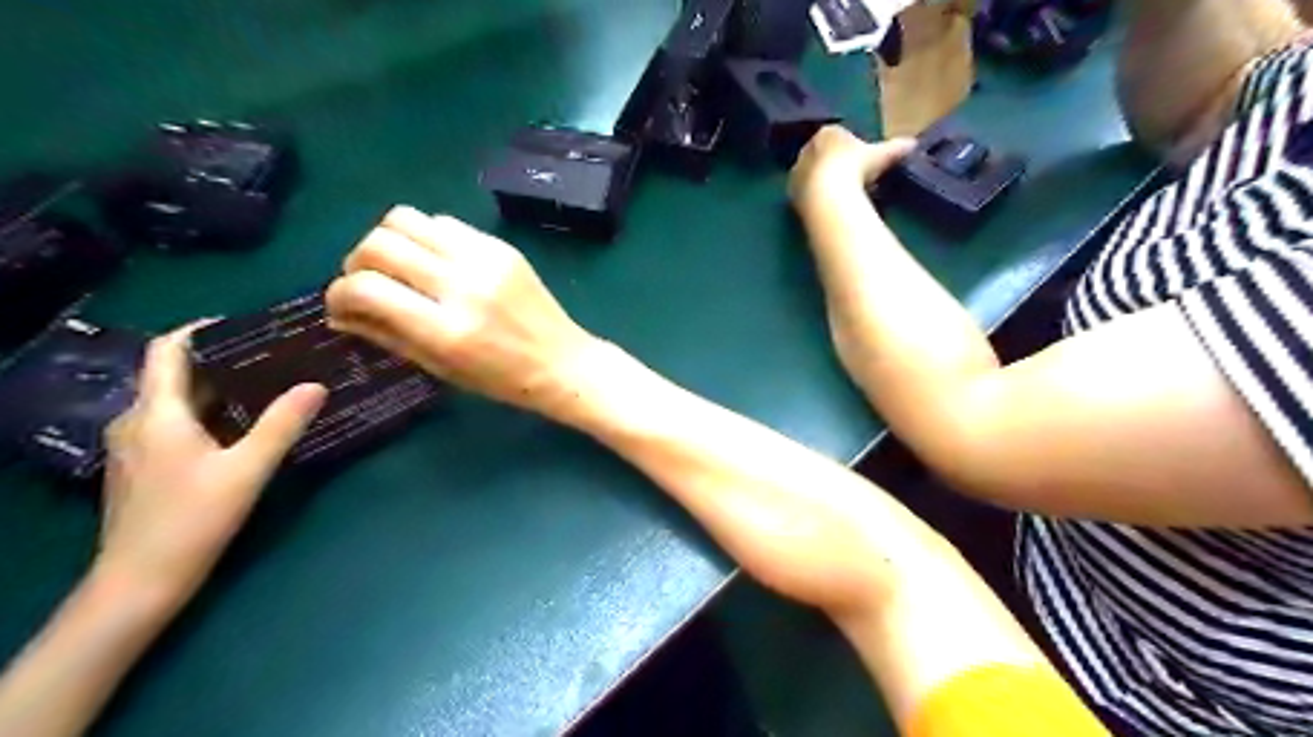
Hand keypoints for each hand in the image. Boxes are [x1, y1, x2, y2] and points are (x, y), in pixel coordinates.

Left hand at [95, 329, 323, 609]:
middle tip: (276, 355)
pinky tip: (247, 425)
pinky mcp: (146, 467)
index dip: (201, 330)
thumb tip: (317, 385)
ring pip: (180, 402)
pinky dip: (212, 413)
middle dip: (225, 360)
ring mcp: (138, 446)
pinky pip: (179, 424)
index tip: (246, 324)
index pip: (167, 351)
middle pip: (178, 375)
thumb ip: (282, 424)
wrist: (139, 583)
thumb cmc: (191, 520)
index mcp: (157, 413)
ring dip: (221, 388)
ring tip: (270, 385)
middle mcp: (138, 421)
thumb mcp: (247, 470)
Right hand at [325, 210, 599, 420]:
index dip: (338, 294)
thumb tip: (338, 313)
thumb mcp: (440, 368)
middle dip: (358, 262)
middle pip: (379, 243)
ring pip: (406, 218)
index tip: (342, 305)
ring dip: (388, 241)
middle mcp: (463, 285)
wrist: (563, 362)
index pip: (366, 288)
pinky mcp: (502, 246)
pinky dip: (426, 237)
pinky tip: (436, 262)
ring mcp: (485, 259)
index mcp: (447, 329)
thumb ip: (387, 335)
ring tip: (400, 268)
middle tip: (369, 284)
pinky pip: (444, 222)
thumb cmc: (502, 379)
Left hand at [788, 124, 916, 211]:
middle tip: (852, 179)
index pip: (837, 135)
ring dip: (824, 182)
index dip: (849, 148)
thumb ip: (895, 148)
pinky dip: (816, 197)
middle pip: (822, 155)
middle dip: (834, 164)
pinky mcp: (791, 194)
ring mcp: (797, 172)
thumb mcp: (881, 155)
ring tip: (841, 195)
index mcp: (827, 133)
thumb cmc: (856, 167)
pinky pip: (806, 193)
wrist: (828, 195)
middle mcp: (807, 148)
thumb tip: (913, 143)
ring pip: (812, 174)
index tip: (861, 161)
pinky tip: (828, 206)